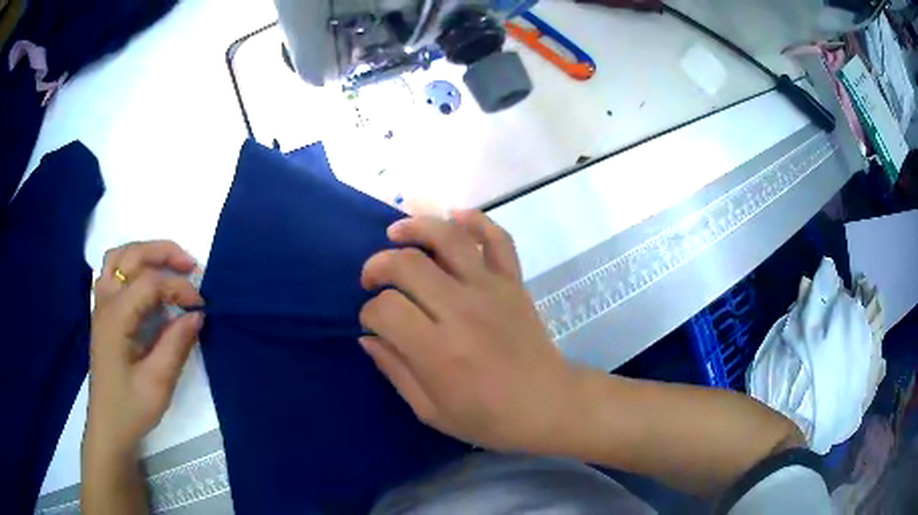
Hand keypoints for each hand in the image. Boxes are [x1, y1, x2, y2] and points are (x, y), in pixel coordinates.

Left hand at [86, 241, 202, 455]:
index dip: (178, 287)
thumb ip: (176, 345)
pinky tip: (145, 282)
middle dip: (163, 252)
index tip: (201, 306)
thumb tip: (196, 315)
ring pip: (118, 257)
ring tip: (168, 265)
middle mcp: (105, 302)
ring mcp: (101, 305)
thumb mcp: (158, 383)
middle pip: (131, 256)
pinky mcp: (103, 313)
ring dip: (144, 253)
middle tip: (190, 265)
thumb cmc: (131, 408)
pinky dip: (131, 265)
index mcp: (116, 317)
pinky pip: (113, 272)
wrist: (108, 426)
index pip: (149, 282)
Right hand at [359, 210, 575, 452]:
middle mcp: (461, 311)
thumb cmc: (488, 418)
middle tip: (371, 280)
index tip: (372, 323)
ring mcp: (491, 290)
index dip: (369, 312)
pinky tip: (455, 217)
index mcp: (437, 350)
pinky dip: (476, 220)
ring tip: (395, 233)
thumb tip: (368, 337)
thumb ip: (395, 370)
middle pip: (408, 264)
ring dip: (415, 227)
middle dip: (378, 266)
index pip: (386, 309)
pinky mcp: (514, 282)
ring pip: (448, 239)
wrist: (548, 404)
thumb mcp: (430, 410)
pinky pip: (498, 239)